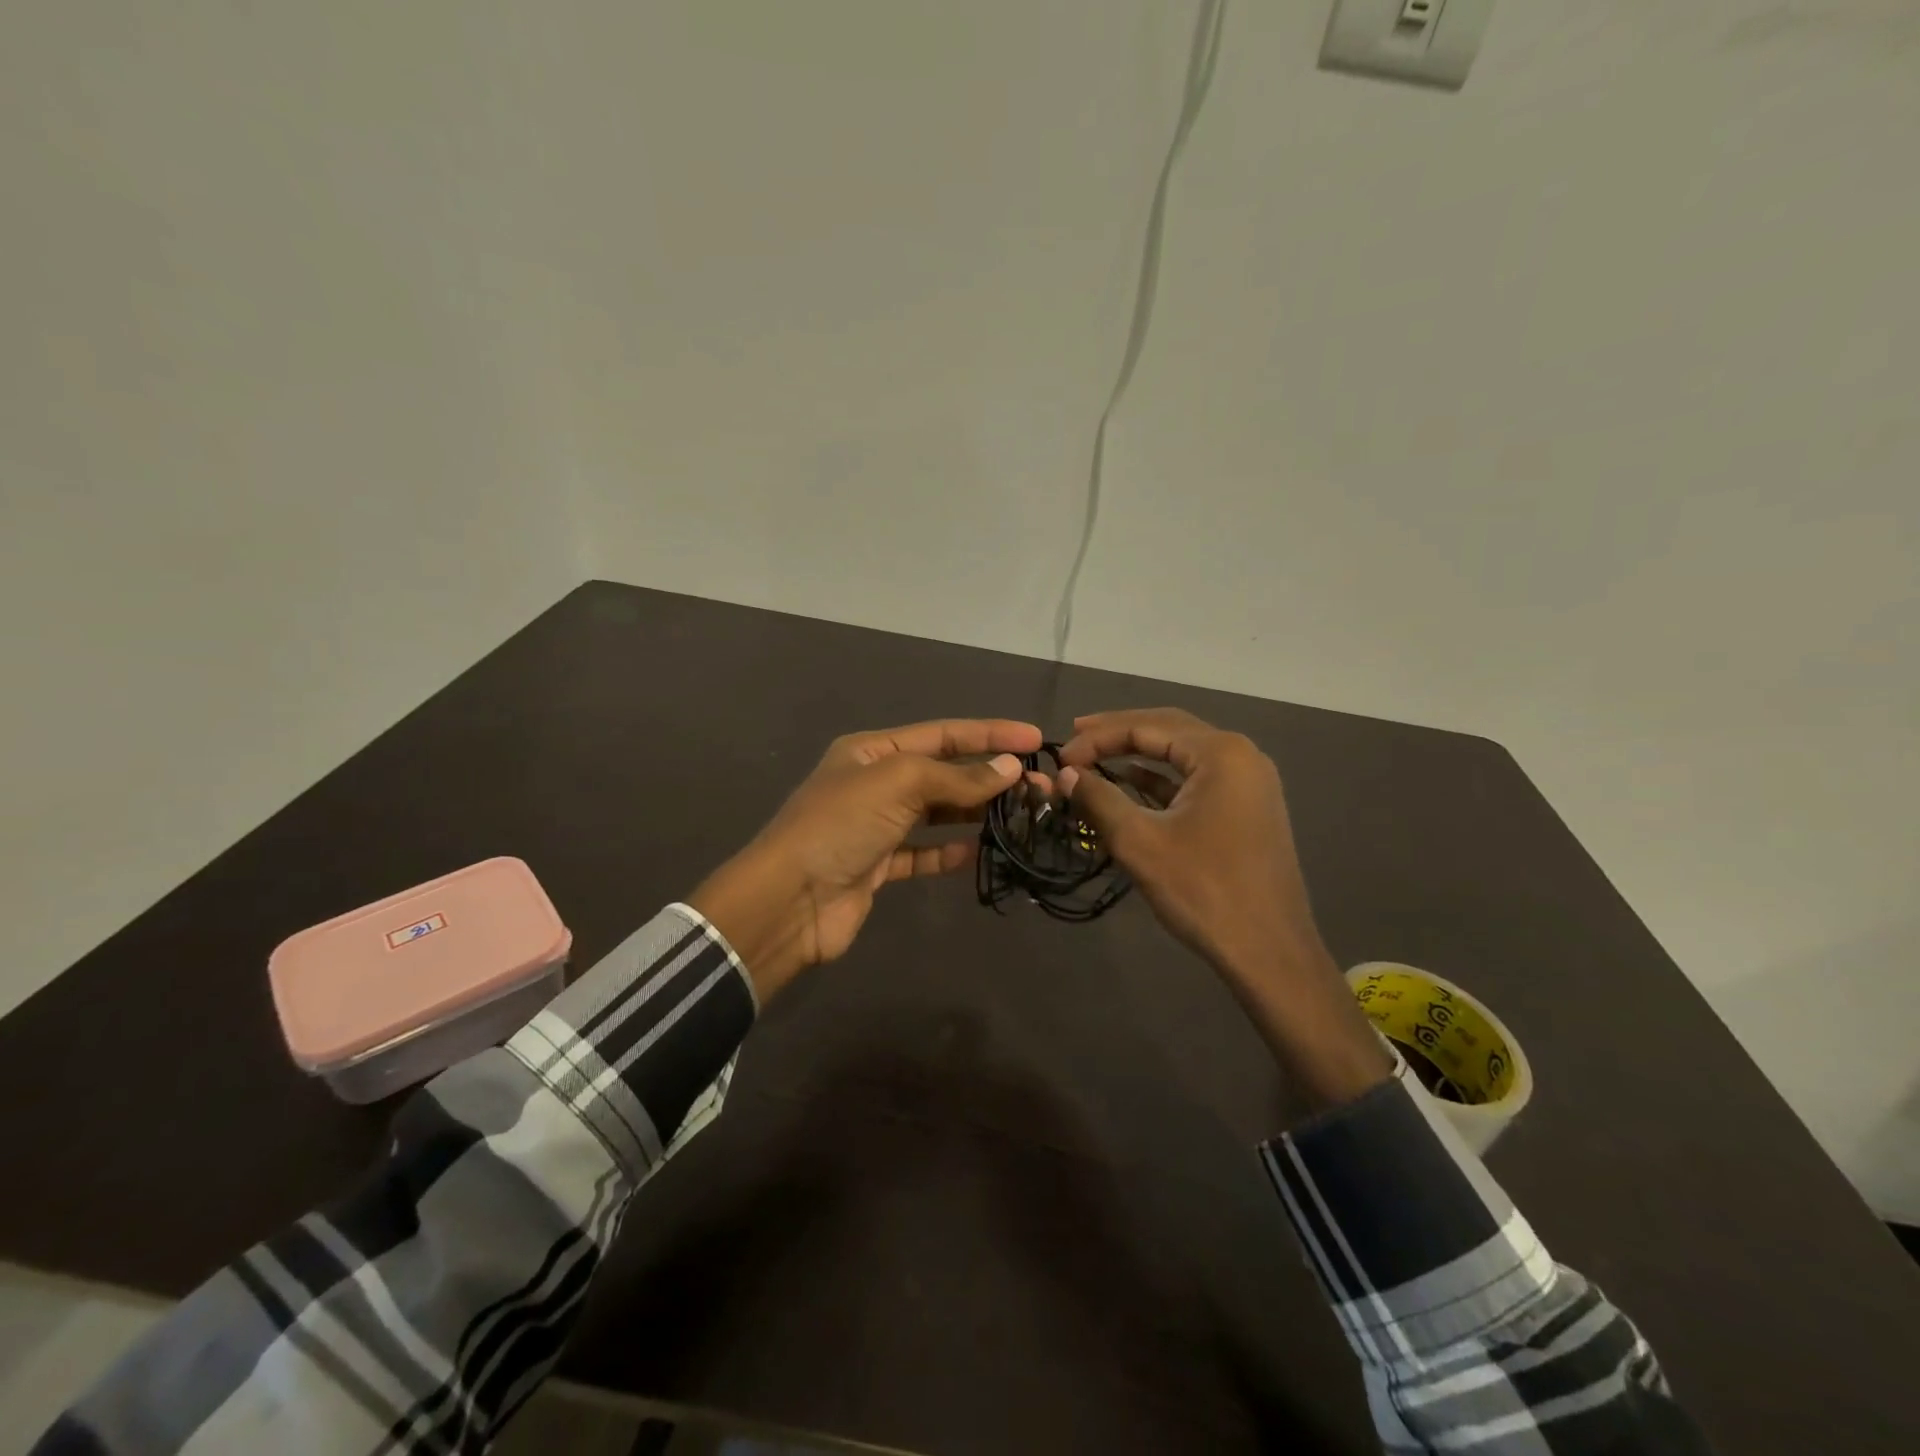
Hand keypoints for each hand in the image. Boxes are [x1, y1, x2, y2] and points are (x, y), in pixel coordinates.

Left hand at [688, 719, 1042, 1002]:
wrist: (790, 900)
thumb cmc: (840, 825)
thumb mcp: (897, 784)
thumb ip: (956, 776)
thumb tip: (1009, 768)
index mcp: (872, 751)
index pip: (942, 734)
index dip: (989, 733)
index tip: (1035, 738)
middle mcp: (874, 783)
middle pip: (943, 773)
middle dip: (989, 776)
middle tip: (1039, 787)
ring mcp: (877, 826)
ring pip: (937, 813)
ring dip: (976, 812)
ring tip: (1022, 815)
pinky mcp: (879, 866)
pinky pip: (924, 852)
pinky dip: (951, 851)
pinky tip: (981, 851)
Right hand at [1057, 708, 1391, 1110]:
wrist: (1268, 951)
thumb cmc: (1203, 890)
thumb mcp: (1140, 841)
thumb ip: (1098, 798)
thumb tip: (1064, 774)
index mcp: (1220, 753)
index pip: (1147, 726)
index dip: (1098, 737)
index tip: (1060, 757)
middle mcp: (1240, 755)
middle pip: (1168, 730)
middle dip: (1118, 734)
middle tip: (1075, 738)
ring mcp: (1248, 782)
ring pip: (1182, 755)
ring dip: (1137, 756)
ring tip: (1094, 758)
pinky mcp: (1246, 808)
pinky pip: (1195, 780)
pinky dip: (1159, 780)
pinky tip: (1128, 785)